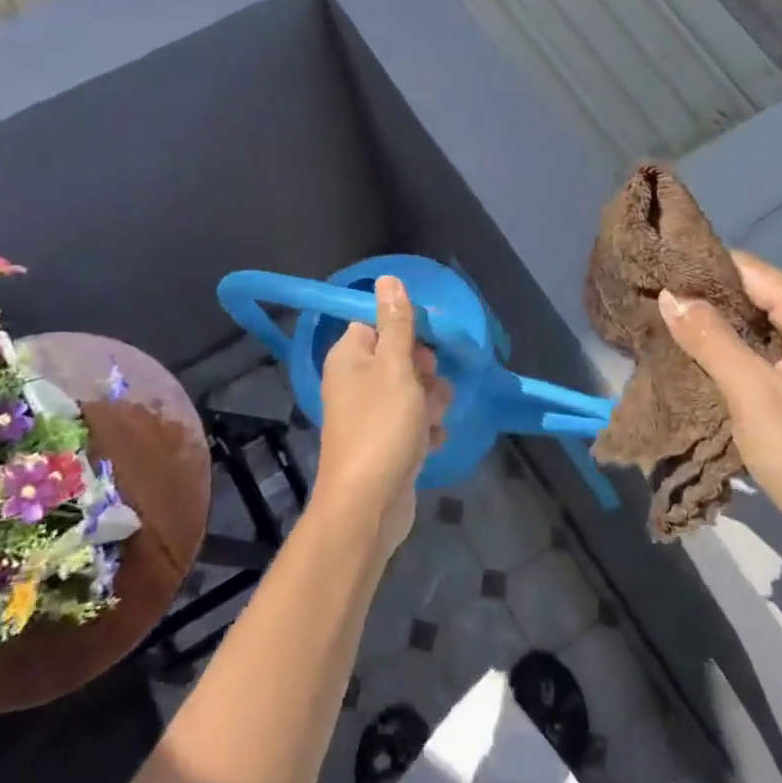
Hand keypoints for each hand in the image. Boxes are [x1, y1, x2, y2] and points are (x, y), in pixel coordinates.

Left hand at [315, 277, 452, 562]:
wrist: (369, 504)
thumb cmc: (382, 427)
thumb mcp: (396, 367)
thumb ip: (397, 323)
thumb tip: (387, 278)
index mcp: (349, 358)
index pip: (377, 325)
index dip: (405, 332)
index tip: (427, 344)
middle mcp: (354, 382)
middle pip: (399, 358)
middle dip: (424, 372)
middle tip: (428, 387)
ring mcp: (369, 416)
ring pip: (411, 391)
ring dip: (430, 401)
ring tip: (431, 419)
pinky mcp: (384, 444)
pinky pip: (412, 423)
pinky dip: (425, 429)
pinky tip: (432, 440)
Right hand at [658, 252, 781, 604]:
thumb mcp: (755, 396)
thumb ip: (710, 340)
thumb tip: (670, 294)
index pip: (753, 272)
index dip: (702, 271)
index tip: (653, 274)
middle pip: (757, 300)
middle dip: (706, 304)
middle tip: (649, 307)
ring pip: (759, 334)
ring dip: (716, 335)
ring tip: (662, 332)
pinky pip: (767, 363)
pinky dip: (733, 362)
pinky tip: (696, 368)